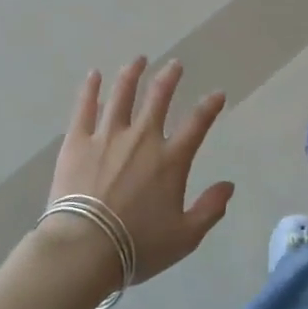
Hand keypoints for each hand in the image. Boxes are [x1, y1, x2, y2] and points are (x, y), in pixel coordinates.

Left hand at [40, 57, 234, 286]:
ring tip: (138, 60)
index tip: (217, 94)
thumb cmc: (137, 246)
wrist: (83, 248)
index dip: (210, 106)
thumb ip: (210, 209)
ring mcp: (107, 136)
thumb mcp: (184, 237)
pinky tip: (93, 75)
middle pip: (158, 97)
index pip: (197, 123)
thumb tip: (229, 186)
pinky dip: (90, 89)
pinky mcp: (77, 141)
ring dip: (132, 73)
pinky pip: (85, 107)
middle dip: (169, 77)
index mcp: (170, 160)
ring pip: (122, 94)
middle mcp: (142, 138)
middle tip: (175, 64)